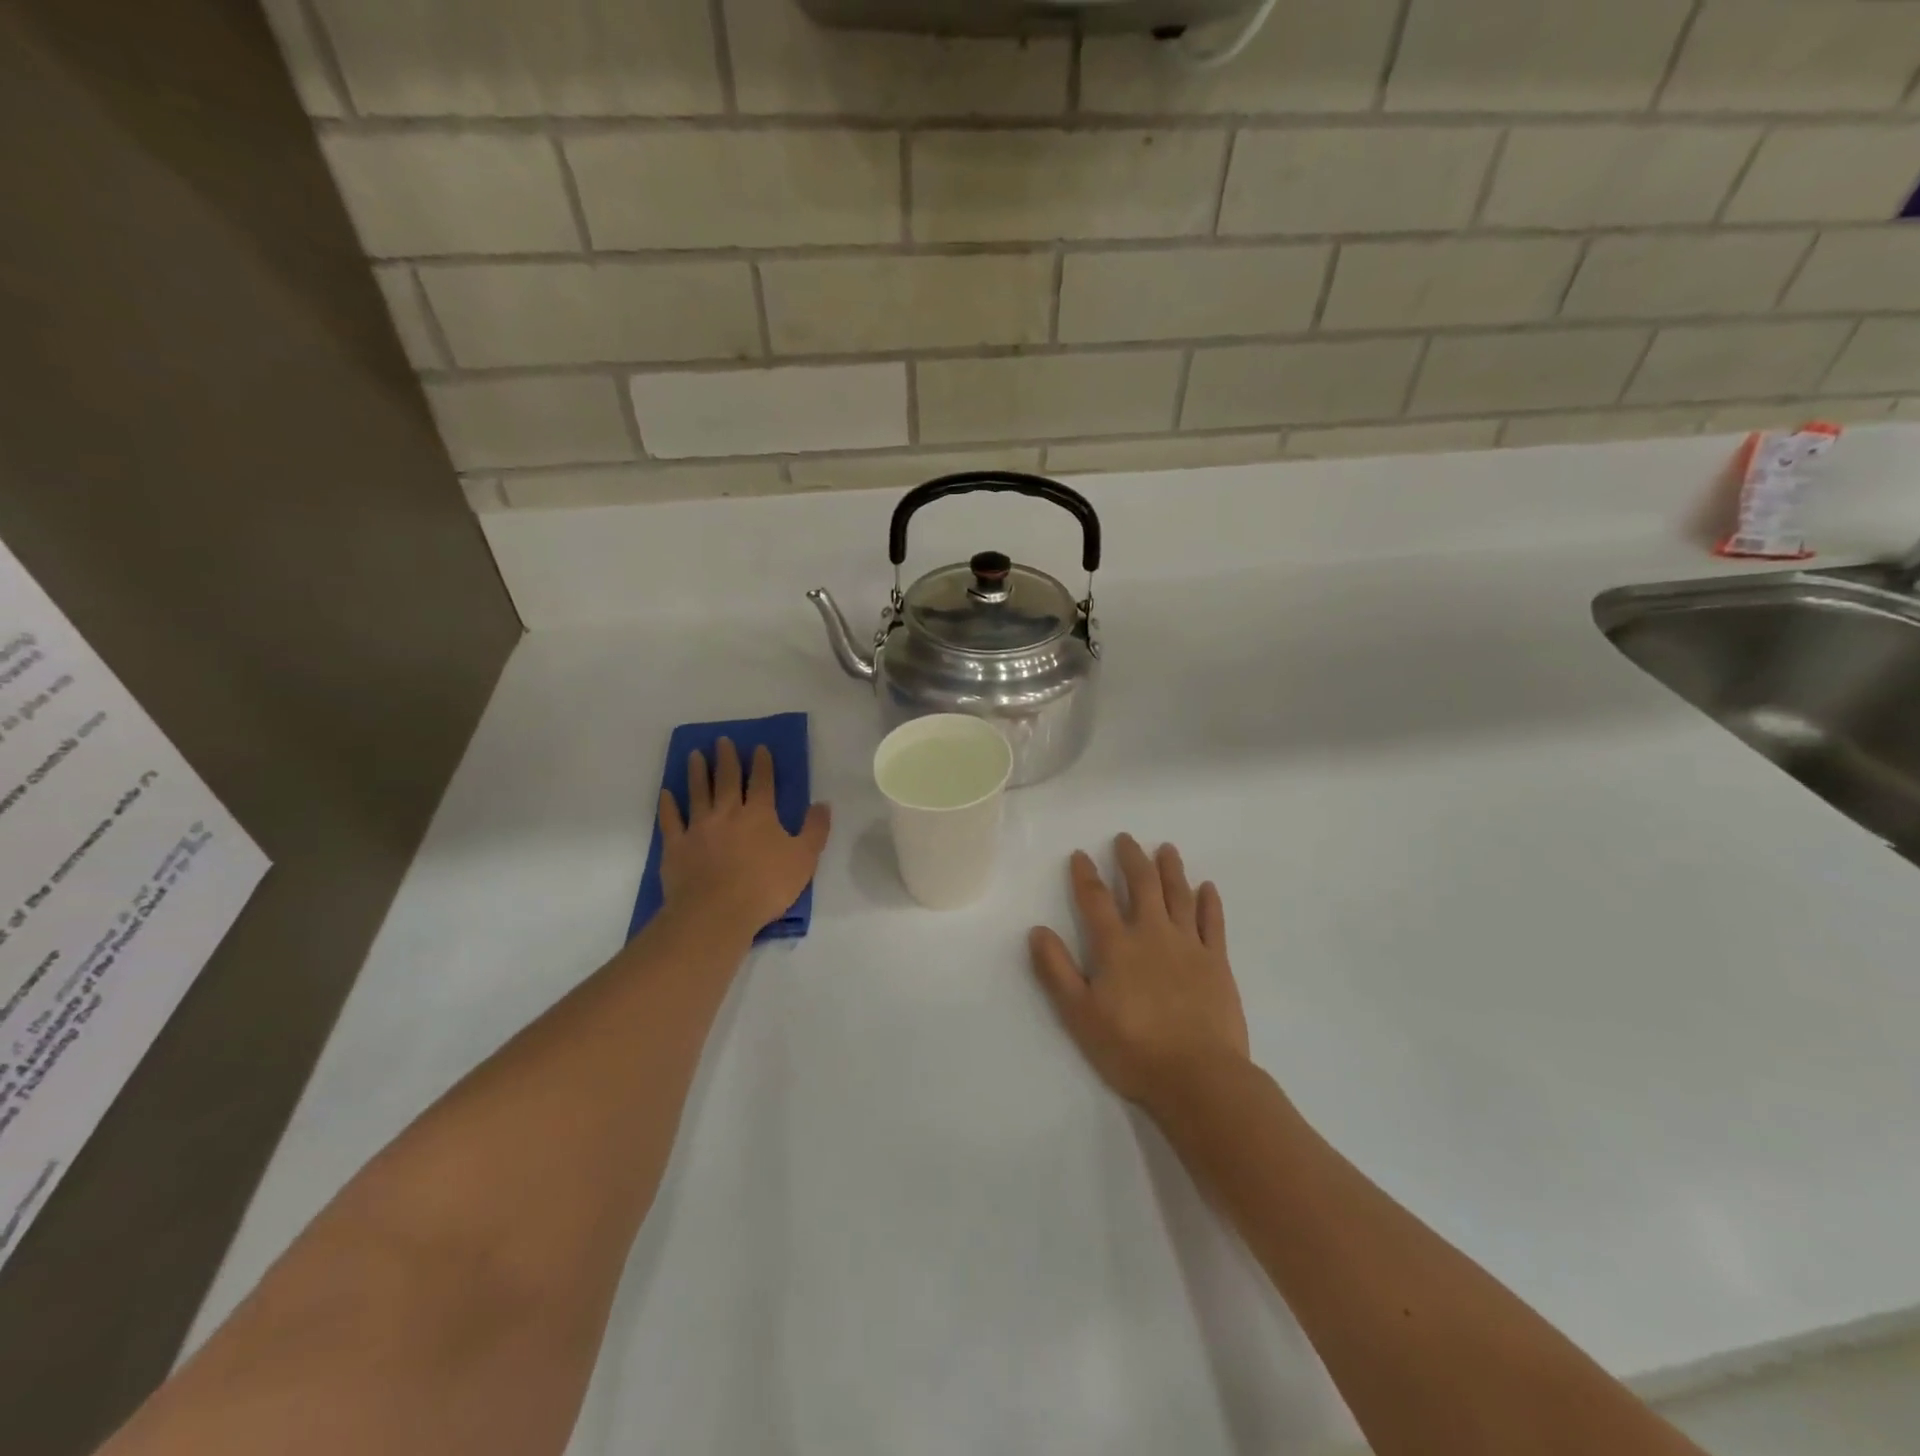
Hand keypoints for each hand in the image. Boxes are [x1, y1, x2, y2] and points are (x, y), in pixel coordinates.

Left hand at [659, 738, 830, 936]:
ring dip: (696, 772)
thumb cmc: (765, 887)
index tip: (758, 747)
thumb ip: (815, 829)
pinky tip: (666, 793)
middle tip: (722, 740)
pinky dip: (668, 805)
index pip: (762, 782)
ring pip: (697, 793)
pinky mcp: (676, 846)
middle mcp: (727, 813)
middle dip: (726, 758)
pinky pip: (670, 820)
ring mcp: (699, 828)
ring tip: (694, 754)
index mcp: (759, 815)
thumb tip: (823, 803)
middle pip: (726, 780)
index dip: (762, 763)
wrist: (717, 913)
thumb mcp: (804, 859)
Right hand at [1029, 835, 1248, 1110]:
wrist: (1199, 1076)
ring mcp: (1188, 945)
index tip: (1080, 854)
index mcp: (1116, 946)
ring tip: (1166, 849)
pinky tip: (1207, 887)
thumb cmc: (1132, 1049)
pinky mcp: (1217, 962)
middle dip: (1131, 858)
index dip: (1085, 874)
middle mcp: (1152, 934)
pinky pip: (1213, 922)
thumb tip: (1037, 930)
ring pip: (1179, 895)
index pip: (1095, 899)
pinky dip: (1209, 902)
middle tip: (1126, 839)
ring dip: (1171, 869)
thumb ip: (1057, 971)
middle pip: (1142, 885)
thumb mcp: (1080, 1015)